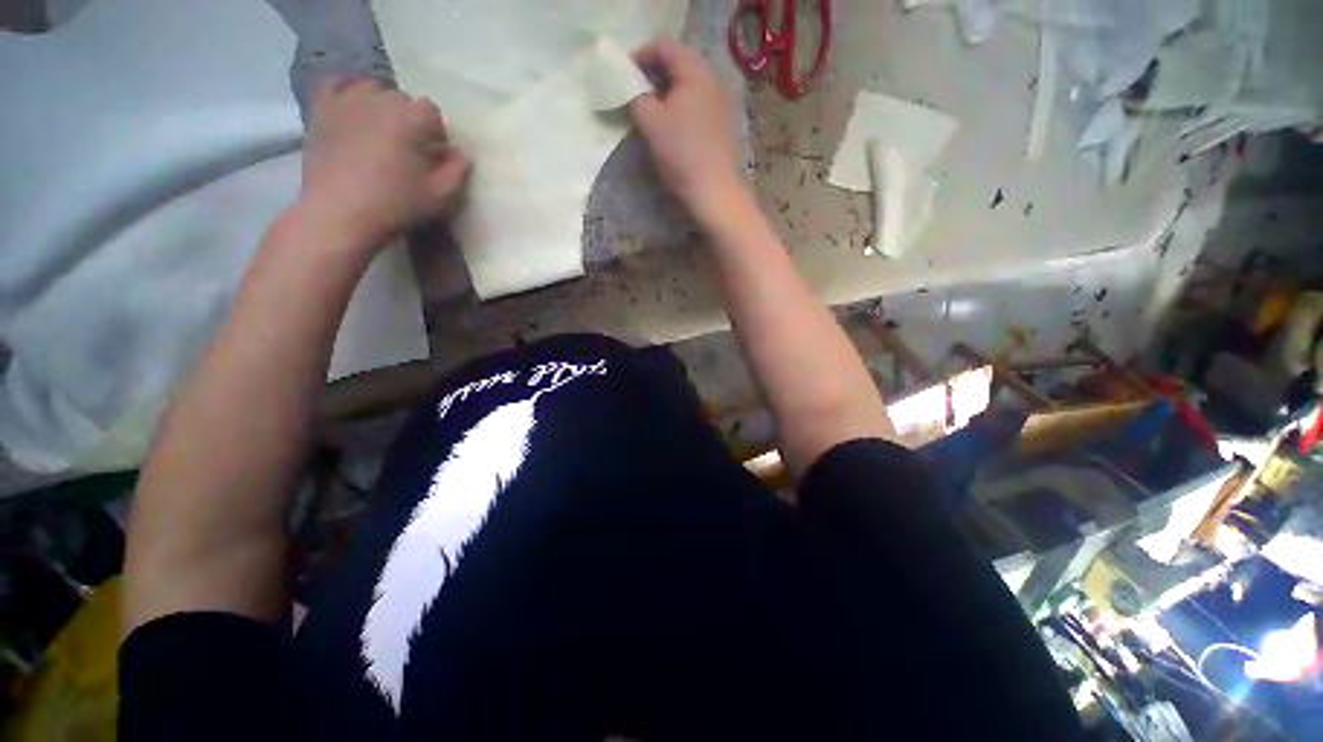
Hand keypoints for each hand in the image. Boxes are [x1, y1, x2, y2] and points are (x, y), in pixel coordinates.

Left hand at [298, 78, 471, 247]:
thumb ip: (458, 171)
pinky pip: (335, 84)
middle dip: (408, 119)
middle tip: (407, 148)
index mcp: (411, 118)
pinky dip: (346, 91)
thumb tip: (461, 154)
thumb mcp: (441, 195)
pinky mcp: (321, 108)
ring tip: (380, 131)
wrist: (339, 213)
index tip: (434, 154)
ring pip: (371, 89)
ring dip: (380, 105)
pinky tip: (352, 108)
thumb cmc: (396, 204)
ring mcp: (346, 99)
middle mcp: (380, 99)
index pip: (431, 111)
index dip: (436, 132)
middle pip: (401, 99)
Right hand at [630, 40, 745, 221]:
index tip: (623, 75)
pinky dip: (683, 105)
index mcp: (695, 70)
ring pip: (690, 84)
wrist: (714, 190)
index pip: (663, 46)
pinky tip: (674, 124)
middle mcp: (713, 78)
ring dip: (669, 90)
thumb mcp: (650, 122)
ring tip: (653, 109)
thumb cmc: (681, 153)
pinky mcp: (725, 122)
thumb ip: (636, 96)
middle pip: (679, 62)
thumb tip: (634, 89)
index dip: (639, 56)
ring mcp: (722, 101)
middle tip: (636, 92)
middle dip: (654, 73)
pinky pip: (700, 102)